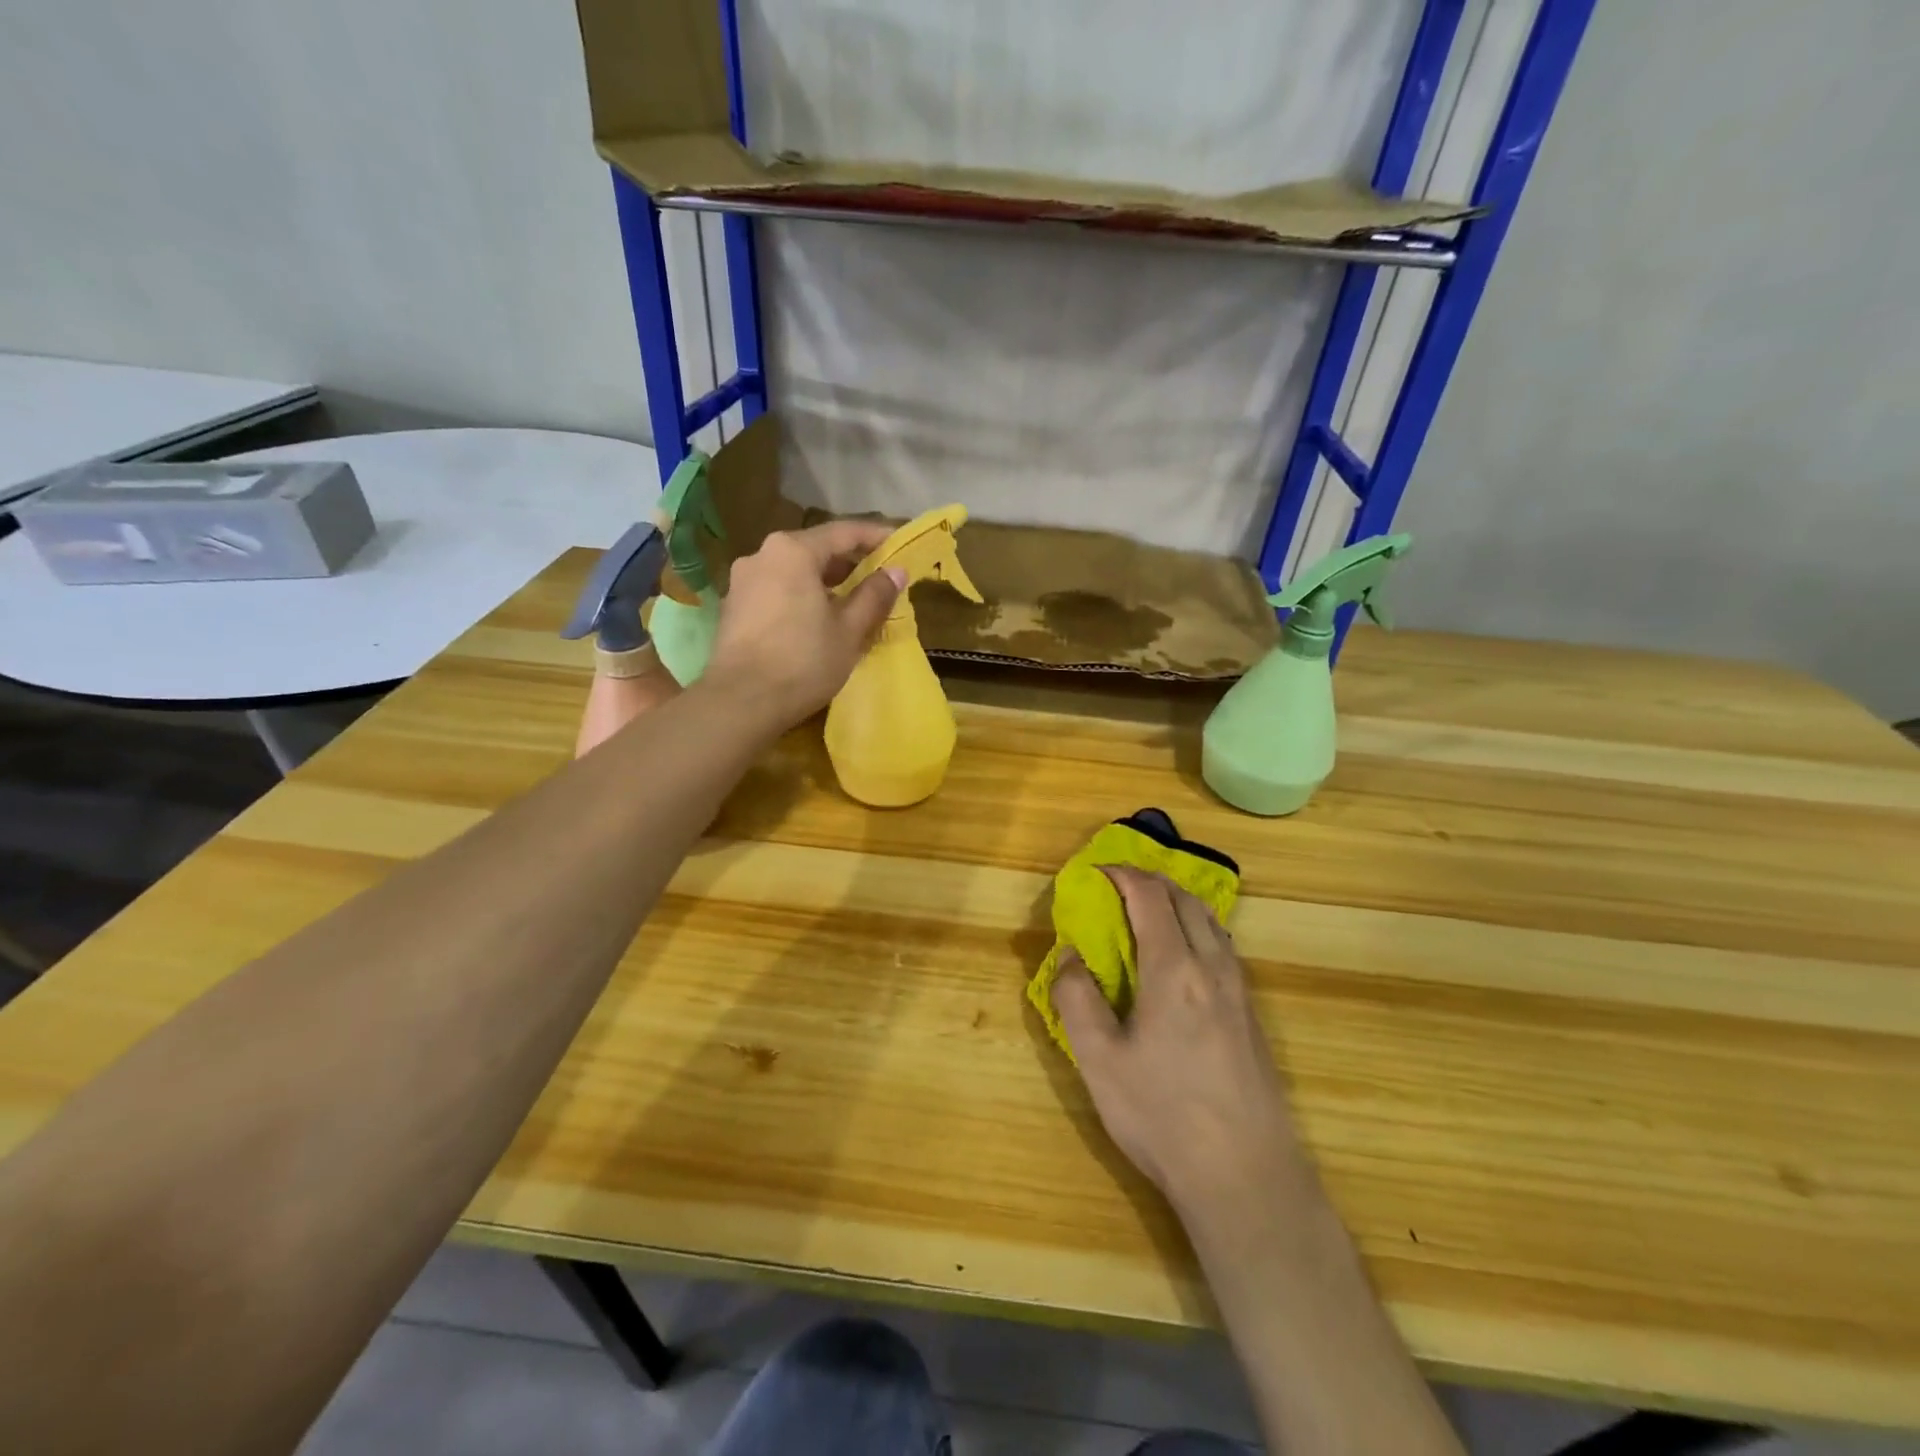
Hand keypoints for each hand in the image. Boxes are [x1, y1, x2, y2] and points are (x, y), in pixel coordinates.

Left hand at [705, 520, 904, 727]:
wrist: (741, 702)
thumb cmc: (803, 661)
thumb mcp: (849, 630)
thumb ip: (874, 596)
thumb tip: (896, 572)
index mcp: (793, 551)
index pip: (843, 533)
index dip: (876, 537)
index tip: (900, 544)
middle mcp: (762, 555)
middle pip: (815, 549)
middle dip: (848, 562)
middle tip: (879, 577)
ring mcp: (743, 581)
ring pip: (794, 570)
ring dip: (824, 581)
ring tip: (851, 601)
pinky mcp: (733, 607)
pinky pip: (777, 589)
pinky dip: (801, 595)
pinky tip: (817, 619)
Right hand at [1055, 868, 1304, 1225]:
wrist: (1246, 1178)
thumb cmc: (1163, 1116)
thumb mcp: (1099, 1061)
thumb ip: (1077, 999)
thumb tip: (1070, 956)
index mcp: (1175, 969)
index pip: (1150, 897)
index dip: (1123, 874)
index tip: (1096, 872)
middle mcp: (1213, 968)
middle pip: (1187, 900)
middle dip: (1151, 882)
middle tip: (1118, 888)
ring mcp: (1240, 992)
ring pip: (1212, 922)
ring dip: (1178, 904)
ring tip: (1149, 915)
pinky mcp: (1253, 1017)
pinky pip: (1224, 949)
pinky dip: (1198, 930)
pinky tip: (1183, 961)